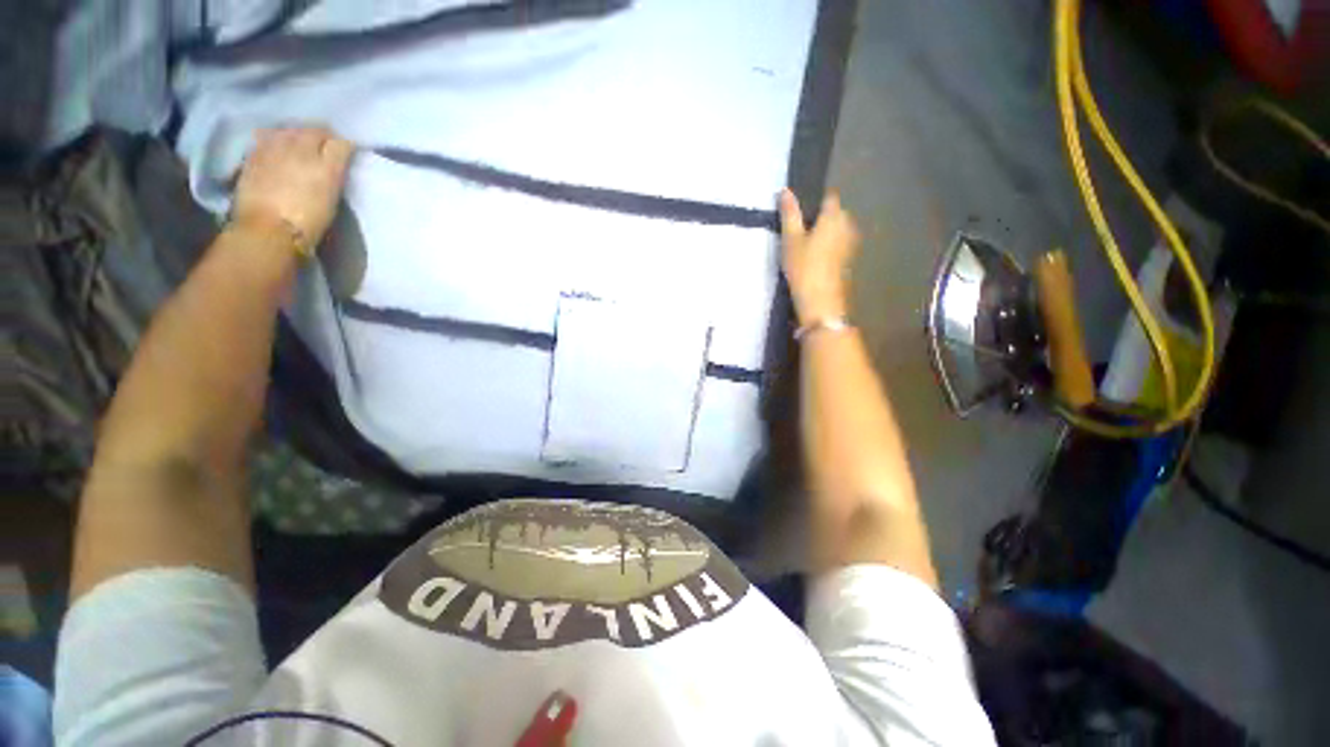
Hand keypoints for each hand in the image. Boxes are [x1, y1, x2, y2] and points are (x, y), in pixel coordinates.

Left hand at [232, 126, 354, 251]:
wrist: (267, 230)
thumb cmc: (308, 222)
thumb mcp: (331, 198)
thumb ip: (334, 173)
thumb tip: (336, 160)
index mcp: (326, 164)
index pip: (340, 143)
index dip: (345, 145)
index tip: (347, 152)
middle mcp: (300, 149)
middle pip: (314, 130)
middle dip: (322, 135)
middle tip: (326, 146)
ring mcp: (274, 149)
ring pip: (291, 130)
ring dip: (298, 134)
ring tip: (301, 144)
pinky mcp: (254, 154)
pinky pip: (268, 136)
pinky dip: (276, 138)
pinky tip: (278, 147)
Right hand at [779, 189, 858, 325]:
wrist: (820, 301)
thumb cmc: (804, 267)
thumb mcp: (791, 239)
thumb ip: (789, 214)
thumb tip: (785, 190)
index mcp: (834, 216)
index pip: (829, 197)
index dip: (815, 200)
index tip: (800, 209)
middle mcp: (847, 226)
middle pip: (835, 214)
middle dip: (820, 217)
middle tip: (799, 228)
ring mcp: (850, 244)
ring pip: (837, 230)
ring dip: (824, 233)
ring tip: (805, 243)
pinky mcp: (848, 260)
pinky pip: (838, 245)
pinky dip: (828, 246)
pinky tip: (814, 257)